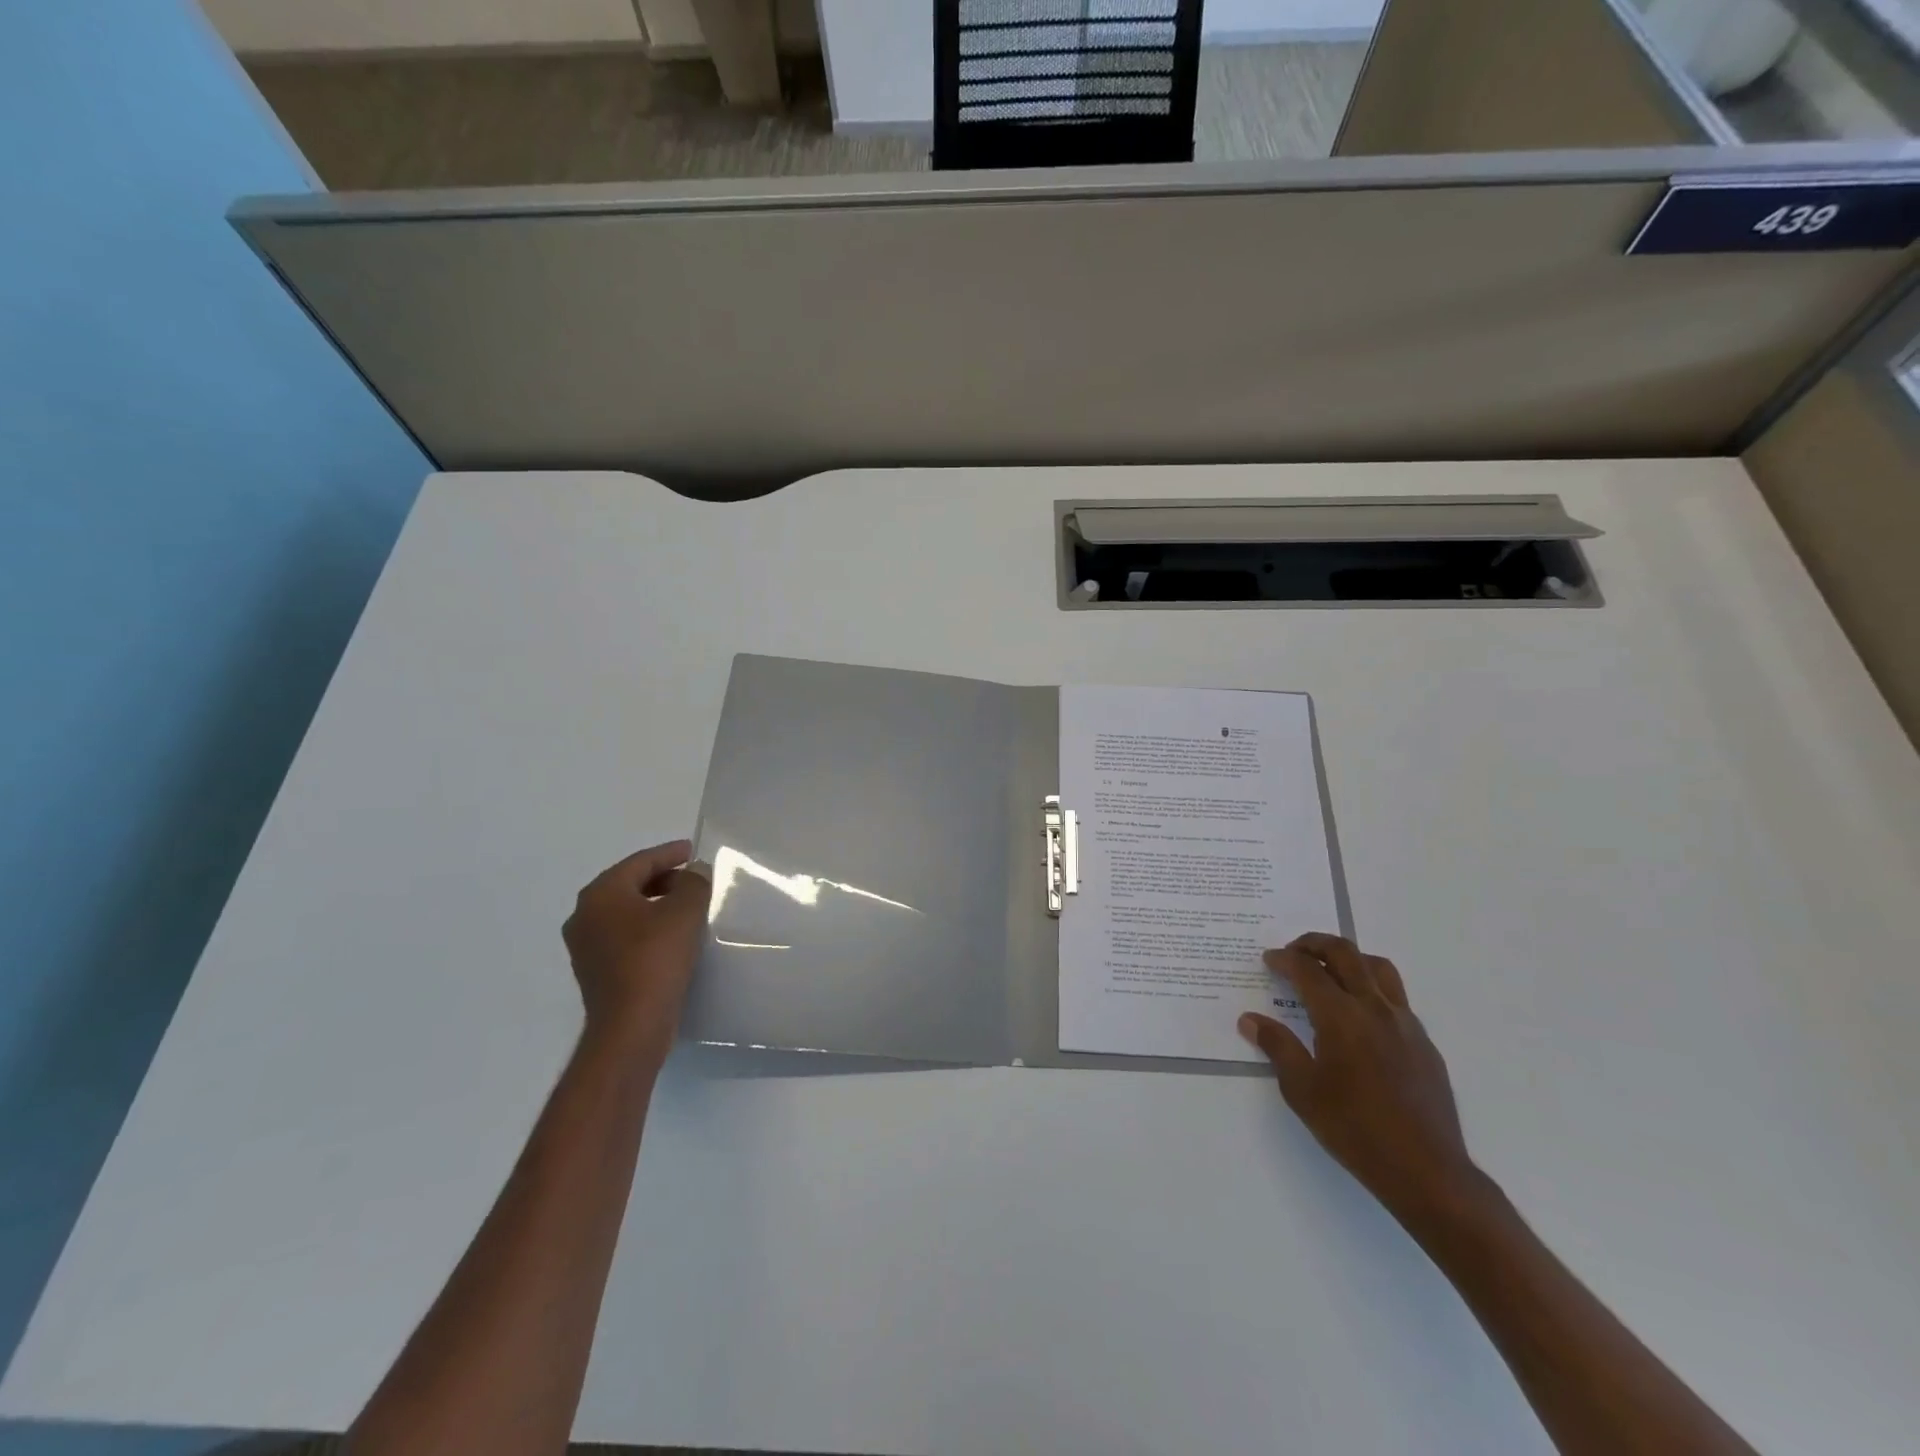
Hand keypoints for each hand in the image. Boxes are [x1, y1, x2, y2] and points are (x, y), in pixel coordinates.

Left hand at [562, 839, 710, 1068]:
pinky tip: (672, 937)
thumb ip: (693, 882)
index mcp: (601, 894)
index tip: (693, 850)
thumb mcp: (685, 911)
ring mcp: (585, 946)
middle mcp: (584, 915)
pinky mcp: (595, 972)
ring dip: (655, 905)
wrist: (631, 1026)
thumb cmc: (656, 958)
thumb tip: (694, 872)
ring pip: (626, 912)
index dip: (669, 853)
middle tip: (693, 878)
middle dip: (662, 878)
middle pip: (629, 885)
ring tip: (686, 906)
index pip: (639, 862)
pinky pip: (624, 937)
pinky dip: (647, 929)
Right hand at [1239, 933, 1483, 1227]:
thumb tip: (1250, 1019)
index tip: (1269, 960)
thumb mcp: (1302, 1090)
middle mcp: (1374, 1008)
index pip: (1308, 970)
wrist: (1427, 1171)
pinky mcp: (1423, 1042)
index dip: (1285, 959)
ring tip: (1330, 972)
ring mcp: (1405, 1023)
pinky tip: (1359, 1017)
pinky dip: (1371, 988)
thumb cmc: (1355, 1129)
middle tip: (1294, 952)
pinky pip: (1395, 997)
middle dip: (1315, 944)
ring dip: (1349, 959)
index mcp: (1341, 1016)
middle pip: (1345, 954)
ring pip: (1377, 968)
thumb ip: (1277, 1046)